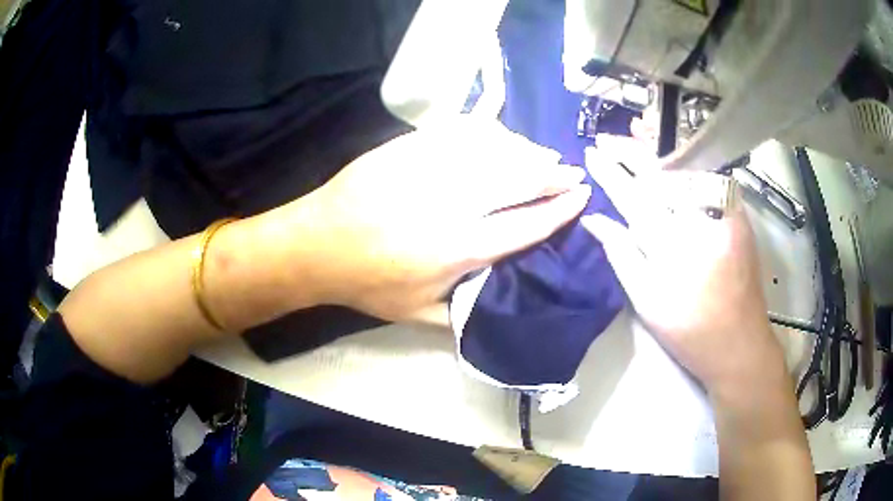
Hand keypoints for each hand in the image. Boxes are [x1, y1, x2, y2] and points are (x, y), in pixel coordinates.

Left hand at [285, 118, 591, 322]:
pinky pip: (458, 132)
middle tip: (572, 171)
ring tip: (544, 155)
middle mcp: (451, 204)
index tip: (579, 197)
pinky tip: (500, 135)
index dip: (557, 211)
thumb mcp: (415, 314)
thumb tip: (494, 305)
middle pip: (516, 181)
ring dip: (525, 152)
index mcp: (457, 249)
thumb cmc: (365, 283)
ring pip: (492, 152)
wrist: (315, 244)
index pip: (524, 226)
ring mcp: (427, 169)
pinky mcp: (407, 149)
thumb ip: (460, 313)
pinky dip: (487, 133)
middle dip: (551, 175)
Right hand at [581, 154, 783, 393]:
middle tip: (607, 139)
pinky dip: (689, 160)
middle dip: (632, 152)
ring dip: (661, 147)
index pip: (635, 196)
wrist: (741, 345)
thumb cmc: (690, 332)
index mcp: (673, 246)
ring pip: (688, 168)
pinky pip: (710, 177)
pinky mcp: (739, 215)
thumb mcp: (647, 302)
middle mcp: (701, 220)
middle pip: (662, 173)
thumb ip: (621, 255)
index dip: (611, 173)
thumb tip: (594, 221)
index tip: (591, 154)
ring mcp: (725, 214)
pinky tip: (675, 152)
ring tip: (639, 130)